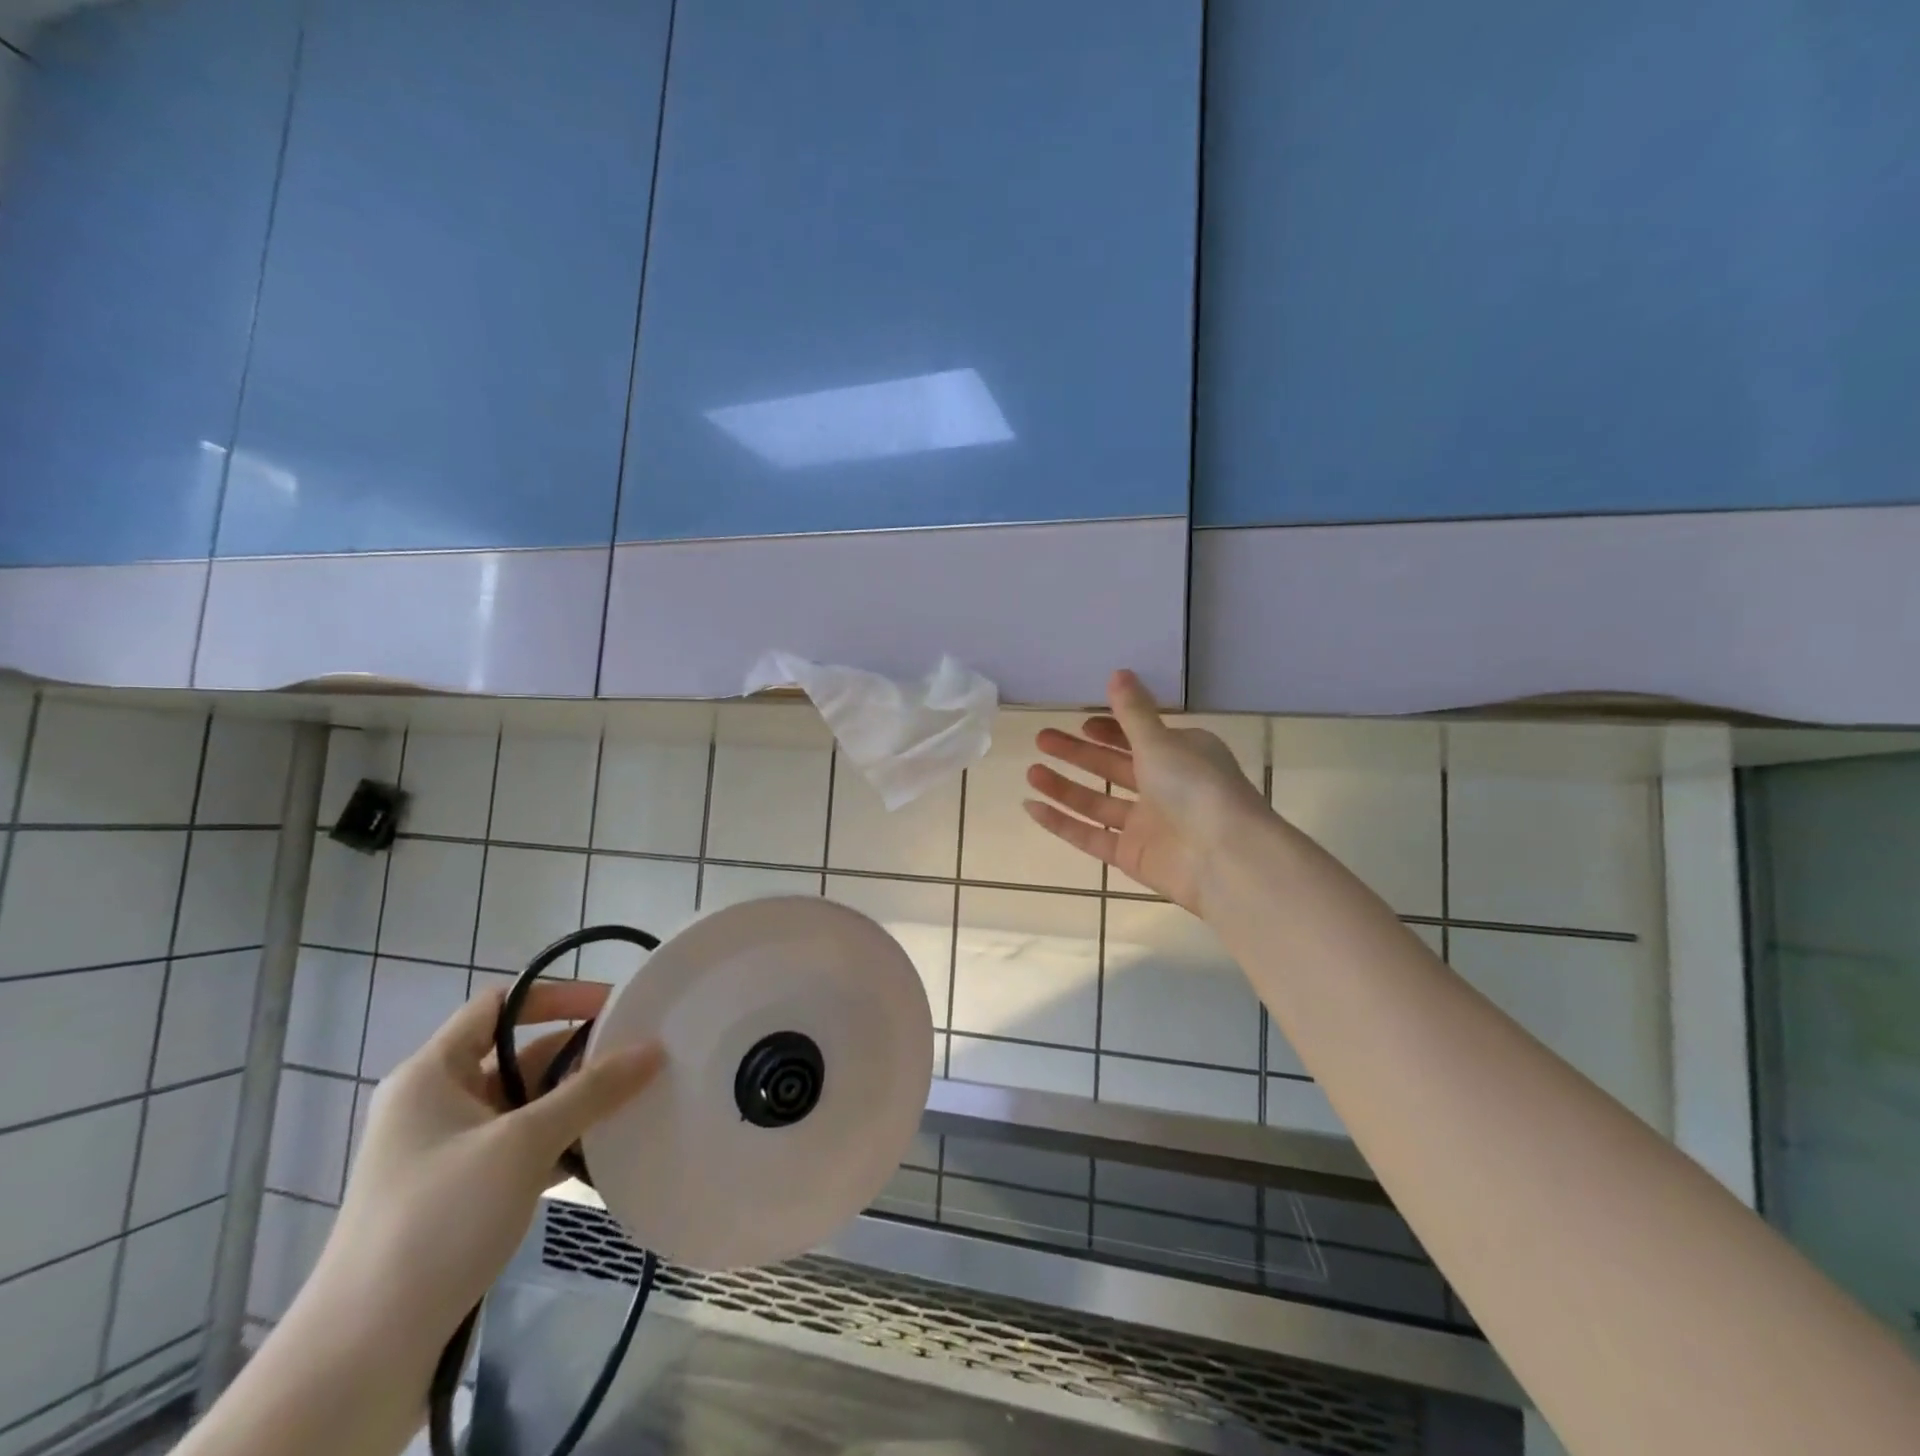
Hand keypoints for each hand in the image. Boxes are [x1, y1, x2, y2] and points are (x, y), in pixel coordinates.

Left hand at [306, 983, 662, 1350]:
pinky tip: (604, 1151)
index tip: (613, 1004)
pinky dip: (561, 1142)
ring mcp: (449, 1151)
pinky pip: (522, 1147)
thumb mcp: (522, 1144)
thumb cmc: (439, 1220)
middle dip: (578, 1053)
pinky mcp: (462, 1193)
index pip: (500, 1005)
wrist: (364, 1354)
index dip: (557, 996)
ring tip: (635, 1098)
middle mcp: (437, 1102)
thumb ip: (591, 1091)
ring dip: (575, 1101)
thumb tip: (654, 1048)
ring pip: (525, 1104)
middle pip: (519, 1054)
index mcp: (432, 1073)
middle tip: (638, 1054)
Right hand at [1024, 669, 1268, 914]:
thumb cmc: (1196, 788)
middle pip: (1113, 767)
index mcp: (1181, 757)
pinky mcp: (1132, 856)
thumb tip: (1119, 672)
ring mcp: (1148, 825)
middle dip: (1077, 753)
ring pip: (1098, 802)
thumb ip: (1133, 712)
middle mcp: (1166, 789)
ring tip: (1031, 770)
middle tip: (1042, 739)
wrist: (1223, 859)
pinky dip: (1062, 823)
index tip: (1081, 722)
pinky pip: (1091, 836)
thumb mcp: (1161, 742)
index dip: (1109, 729)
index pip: (1139, 738)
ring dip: (1064, 786)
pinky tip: (1032, 807)